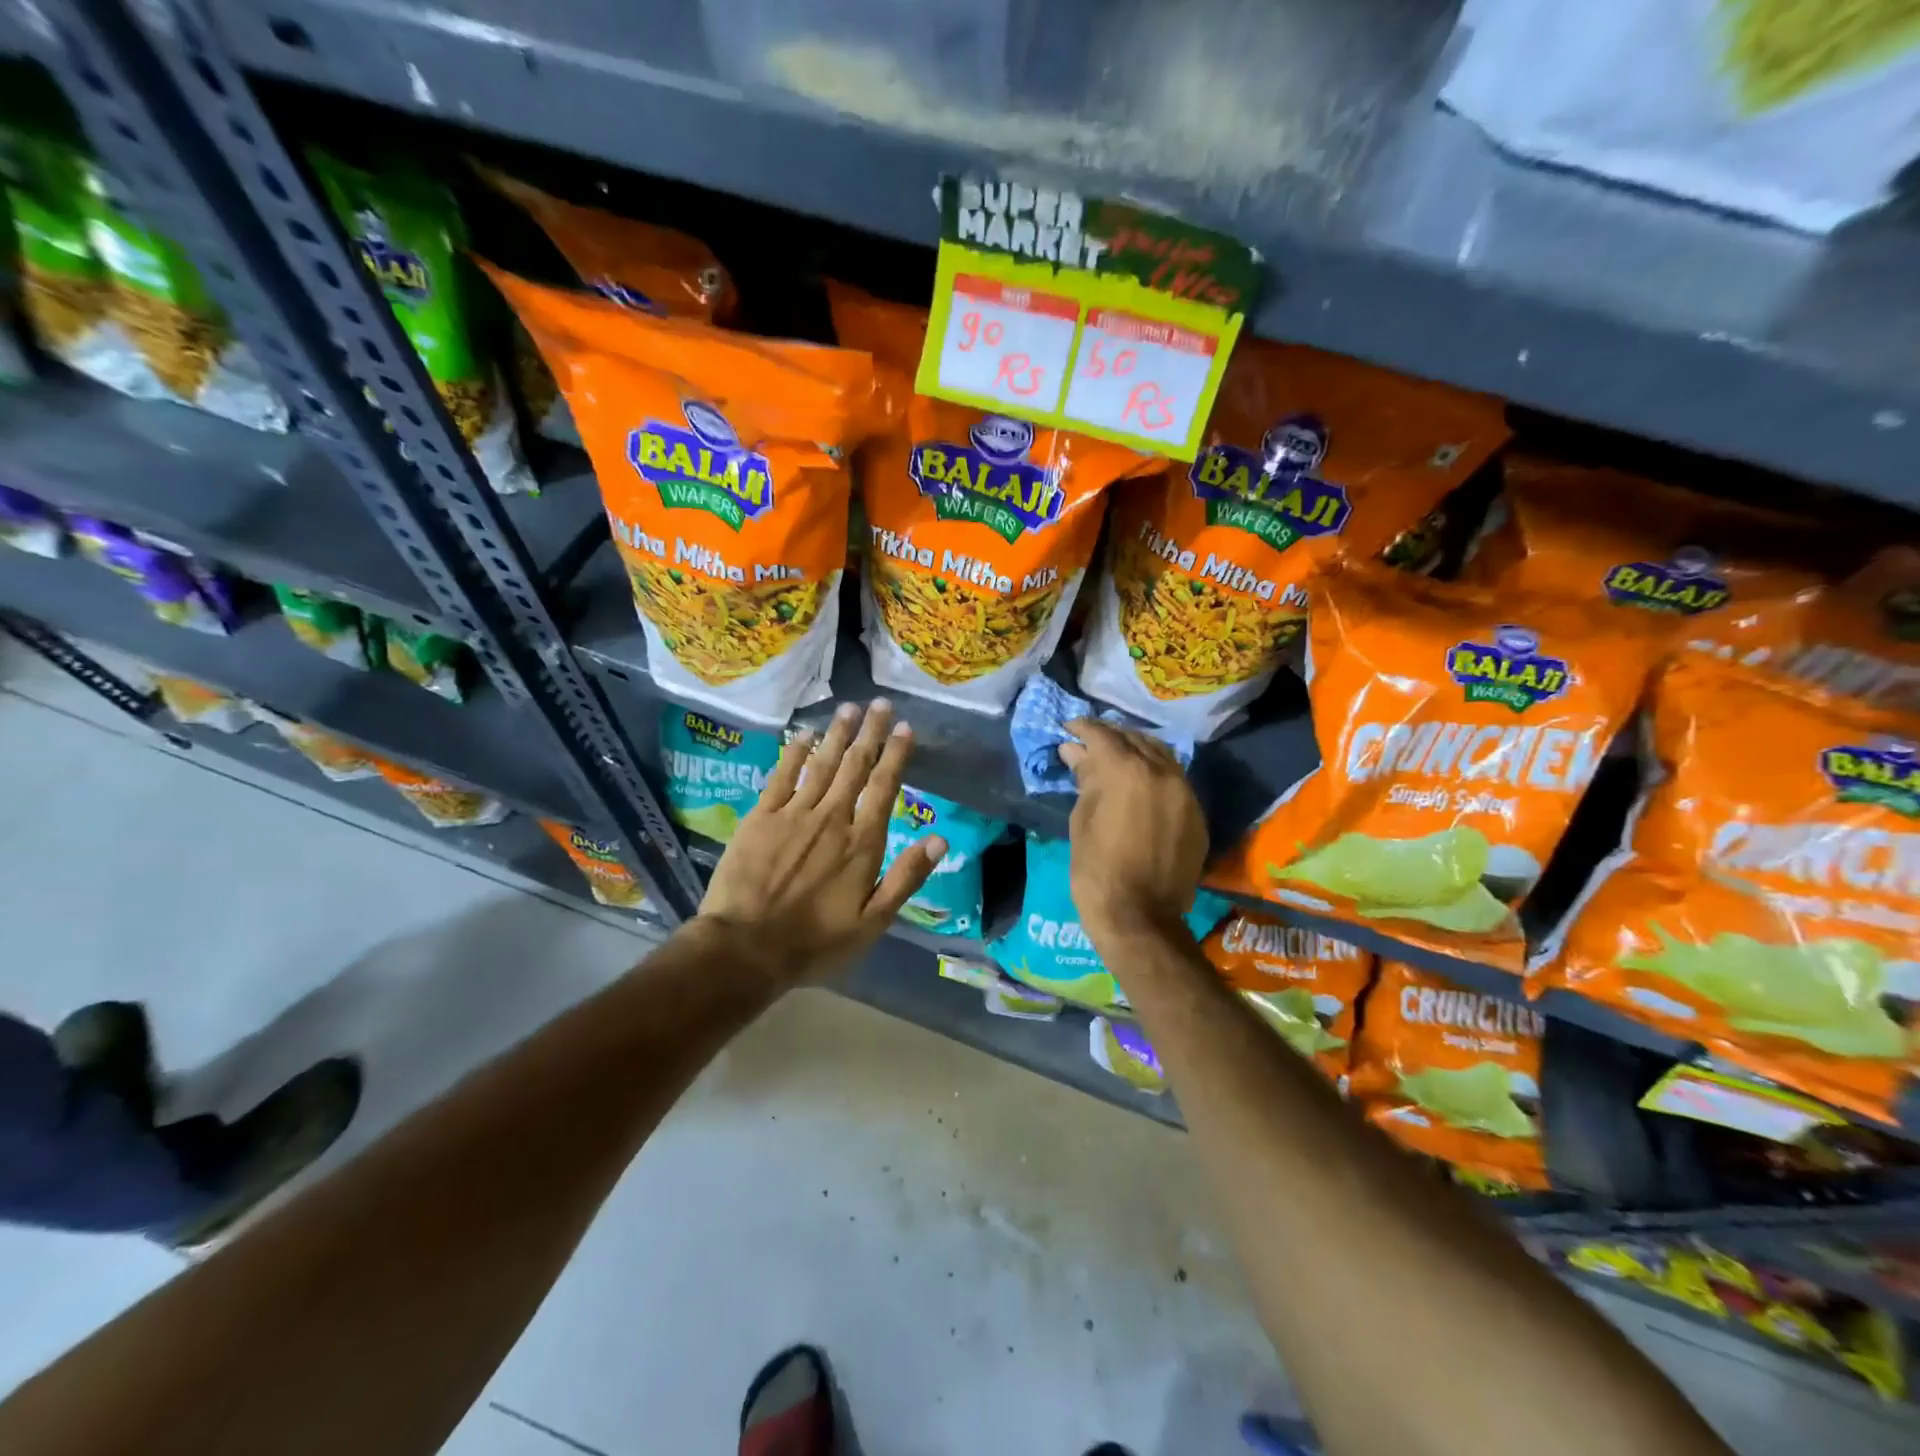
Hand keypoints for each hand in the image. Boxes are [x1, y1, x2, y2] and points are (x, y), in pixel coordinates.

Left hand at [696, 700, 943, 988]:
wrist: (746, 947)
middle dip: (870, 733)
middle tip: (879, 703)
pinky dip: (794, 752)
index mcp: (862, 843)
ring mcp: (794, 814)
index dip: (895, 755)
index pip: (884, 788)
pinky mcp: (761, 817)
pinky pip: (782, 775)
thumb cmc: (814, 941)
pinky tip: (804, 734)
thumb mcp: (872, 922)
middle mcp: (832, 819)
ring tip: (849, 707)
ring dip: (837, 734)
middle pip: (855, 767)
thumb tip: (940, 838)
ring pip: (822, 764)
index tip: (905, 728)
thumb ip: (906, 878)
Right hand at [1059, 719, 1207, 942]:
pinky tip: (1139, 784)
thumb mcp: (1081, 820)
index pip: (1103, 735)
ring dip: (1136, 751)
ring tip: (1116, 759)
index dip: (1083, 728)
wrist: (1140, 917)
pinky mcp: (1196, 814)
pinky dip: (1155, 774)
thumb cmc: (1097, 870)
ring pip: (1160, 755)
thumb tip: (1075, 752)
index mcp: (1127, 771)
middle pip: (1135, 739)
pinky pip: (1174, 780)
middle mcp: (1162, 772)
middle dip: (1110, 737)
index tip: (1069, 728)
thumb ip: (1085, 780)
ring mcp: (1184, 792)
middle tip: (1089, 743)